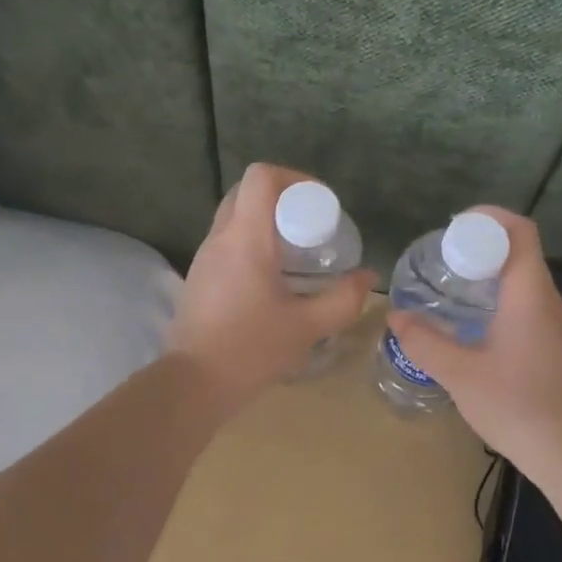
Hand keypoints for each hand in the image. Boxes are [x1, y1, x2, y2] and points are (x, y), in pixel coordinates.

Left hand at [168, 163, 375, 409]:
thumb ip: (343, 299)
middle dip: (283, 198)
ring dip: (265, 222)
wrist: (194, 384)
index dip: (295, 178)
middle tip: (311, 227)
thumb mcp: (308, 326)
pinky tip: (273, 278)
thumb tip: (368, 277)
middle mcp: (220, 238)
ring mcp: (204, 257)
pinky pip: (227, 242)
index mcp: (245, 238)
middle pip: (247, 191)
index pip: (261, 176)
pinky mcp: (199, 277)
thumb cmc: (251, 349)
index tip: (320, 204)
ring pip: (235, 216)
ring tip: (297, 253)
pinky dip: (251, 243)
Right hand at [391, 208, 561, 466]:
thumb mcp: (459, 373)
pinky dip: (501, 299)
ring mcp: (558, 326)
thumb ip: (424, 341)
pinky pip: (529, 305)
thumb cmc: (516, 404)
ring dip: (491, 275)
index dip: (490, 218)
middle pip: (521, 253)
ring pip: (525, 281)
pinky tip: (474, 325)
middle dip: (482, 247)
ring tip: (452, 287)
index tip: (455, 225)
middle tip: (443, 259)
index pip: (521, 232)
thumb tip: (396, 315)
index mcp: (530, 295)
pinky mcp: (557, 347)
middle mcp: (549, 302)